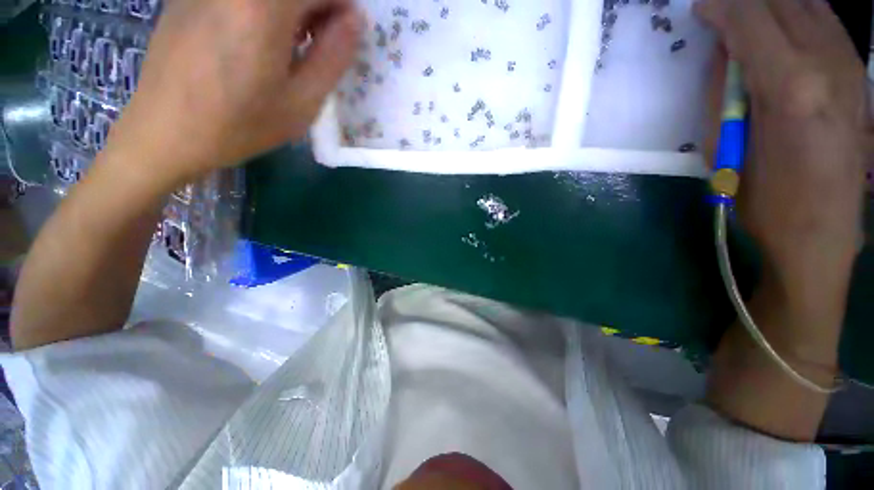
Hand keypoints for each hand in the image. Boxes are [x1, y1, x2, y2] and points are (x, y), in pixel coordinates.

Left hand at [108, 0, 362, 185]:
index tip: (345, 35)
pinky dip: (263, 10)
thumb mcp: (302, 102)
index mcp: (264, 8)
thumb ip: (333, 57)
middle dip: (318, 6)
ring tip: (294, 43)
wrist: (166, 132)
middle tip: (322, 41)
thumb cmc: (241, 125)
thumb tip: (355, 21)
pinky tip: (261, 38)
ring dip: (292, 10)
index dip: (342, 5)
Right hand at [696, 0, 871, 295]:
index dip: (720, 6)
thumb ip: (728, 89)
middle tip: (720, 9)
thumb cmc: (763, 197)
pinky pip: (827, 23)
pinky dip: (801, 12)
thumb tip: (727, 50)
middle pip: (782, 2)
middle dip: (745, 0)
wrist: (820, 233)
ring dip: (774, 3)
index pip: (750, 18)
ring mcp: (851, 68)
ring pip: (809, 5)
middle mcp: (827, 64)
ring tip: (750, 14)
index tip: (699, 8)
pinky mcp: (860, 77)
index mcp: (789, 86)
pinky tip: (785, 24)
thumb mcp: (727, 147)